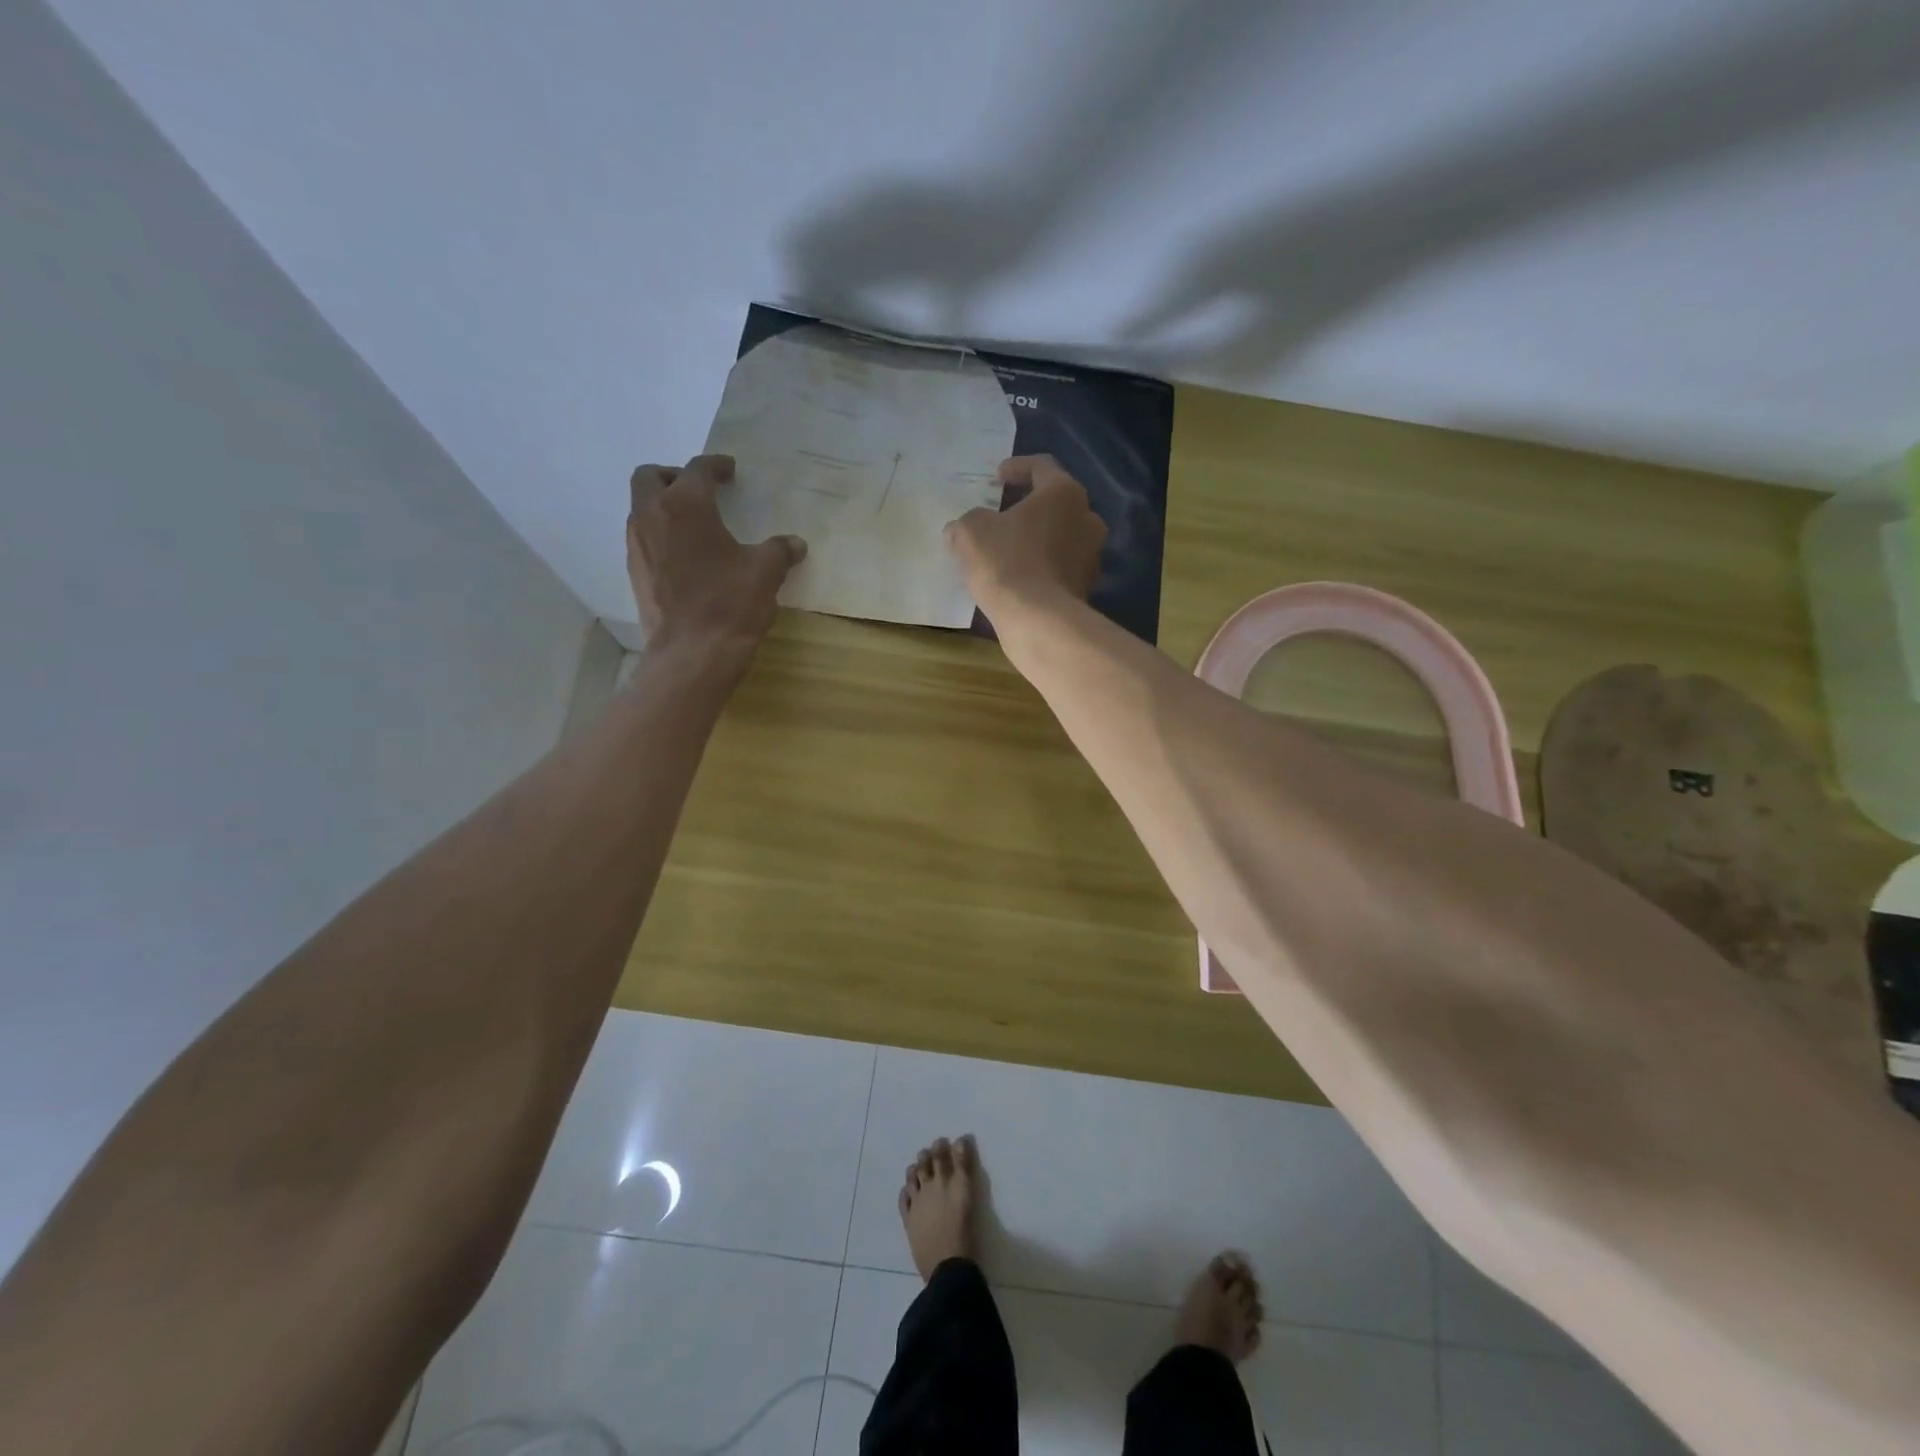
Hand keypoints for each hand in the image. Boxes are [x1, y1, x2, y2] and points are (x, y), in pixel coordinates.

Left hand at [627, 454, 805, 655]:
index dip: (716, 466)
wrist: (692, 656)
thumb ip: (779, 551)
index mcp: (685, 505)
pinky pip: (644, 540)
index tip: (729, 470)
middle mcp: (652, 517)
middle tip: (701, 490)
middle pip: (651, 477)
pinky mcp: (636, 575)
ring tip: (695, 524)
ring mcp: (638, 547)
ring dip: (664, 506)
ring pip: (642, 508)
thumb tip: (794, 544)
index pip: (697, 469)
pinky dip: (662, 536)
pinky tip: (687, 557)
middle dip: (675, 476)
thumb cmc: (730, 604)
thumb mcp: (765, 573)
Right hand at [945, 455, 1106, 618]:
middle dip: (1030, 506)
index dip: (1017, 467)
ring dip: (1037, 538)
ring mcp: (1091, 555)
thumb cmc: (1006, 562)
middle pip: (1057, 503)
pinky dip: (1042, 566)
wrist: (1037, 620)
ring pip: (1061, 536)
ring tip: (1008, 548)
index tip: (998, 476)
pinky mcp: (1086, 586)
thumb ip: (967, 521)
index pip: (1042, 466)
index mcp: (1064, 493)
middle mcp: (1087, 518)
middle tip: (1003, 512)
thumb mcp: (971, 532)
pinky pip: (1061, 567)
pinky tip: (1019, 577)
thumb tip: (961, 528)